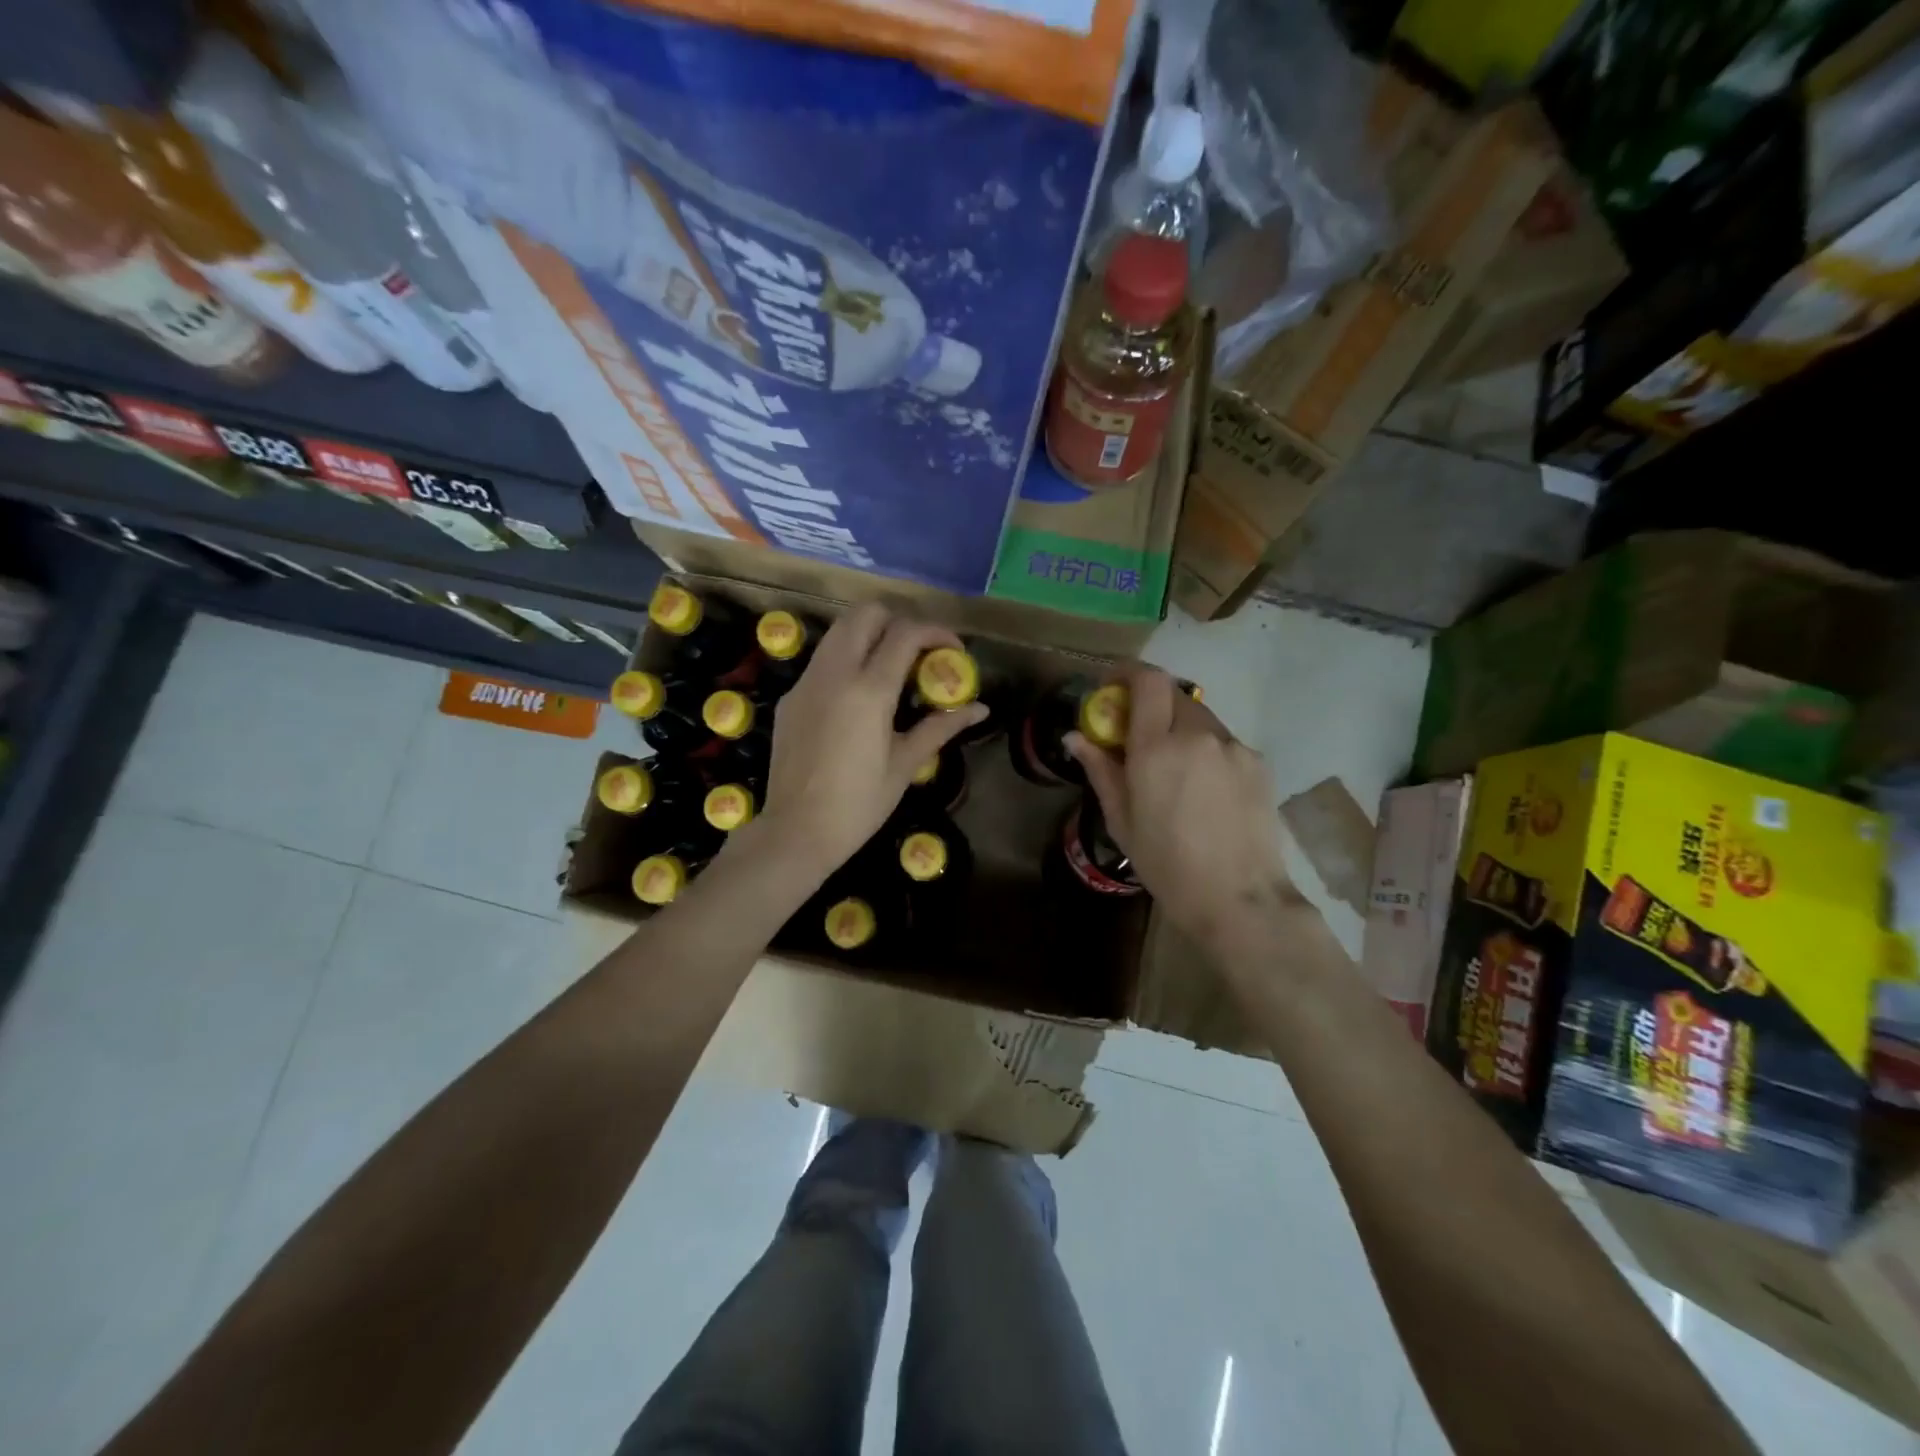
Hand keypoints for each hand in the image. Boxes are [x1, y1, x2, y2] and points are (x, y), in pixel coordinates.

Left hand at [755, 604, 986, 879]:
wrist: (796, 831)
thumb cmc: (859, 804)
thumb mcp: (906, 765)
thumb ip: (941, 727)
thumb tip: (980, 708)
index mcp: (869, 690)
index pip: (906, 633)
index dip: (936, 631)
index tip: (953, 649)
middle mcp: (835, 673)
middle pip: (866, 613)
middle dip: (899, 620)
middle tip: (918, 651)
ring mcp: (807, 681)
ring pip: (839, 630)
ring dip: (870, 634)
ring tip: (891, 667)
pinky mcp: (791, 696)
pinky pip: (822, 659)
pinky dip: (847, 658)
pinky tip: (858, 695)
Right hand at [1068, 666, 1292, 943]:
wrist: (1238, 898)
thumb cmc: (1167, 864)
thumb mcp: (1122, 820)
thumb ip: (1100, 770)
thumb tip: (1076, 737)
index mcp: (1157, 748)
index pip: (1147, 680)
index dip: (1127, 672)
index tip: (1112, 687)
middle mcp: (1198, 735)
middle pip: (1173, 694)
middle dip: (1151, 704)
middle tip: (1138, 734)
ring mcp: (1234, 747)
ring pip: (1200, 719)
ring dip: (1180, 728)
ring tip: (1173, 770)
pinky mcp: (1258, 763)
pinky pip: (1223, 742)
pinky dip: (1206, 751)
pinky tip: (1204, 789)